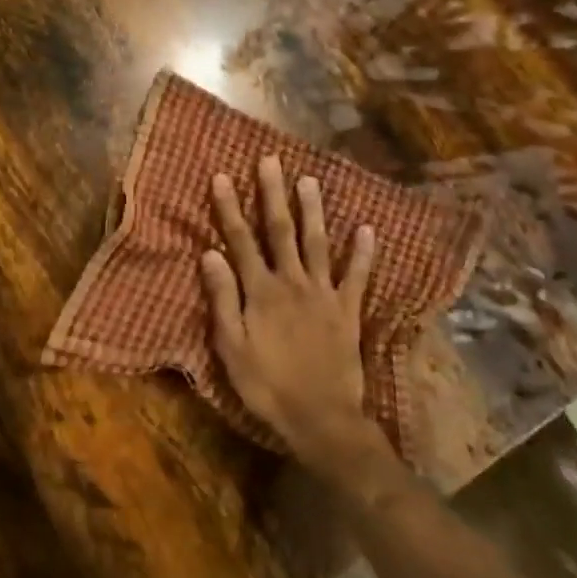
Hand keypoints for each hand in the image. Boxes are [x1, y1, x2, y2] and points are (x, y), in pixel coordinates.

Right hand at [201, 156, 388, 483]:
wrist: (320, 416)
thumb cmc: (266, 385)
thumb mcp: (231, 347)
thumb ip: (223, 299)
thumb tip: (210, 254)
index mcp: (261, 292)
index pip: (240, 241)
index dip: (230, 208)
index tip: (223, 176)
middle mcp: (293, 283)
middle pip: (280, 232)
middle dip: (272, 195)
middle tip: (270, 161)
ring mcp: (324, 294)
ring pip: (318, 244)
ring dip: (312, 211)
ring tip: (309, 180)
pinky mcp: (348, 311)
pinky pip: (357, 276)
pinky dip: (363, 252)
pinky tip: (366, 229)